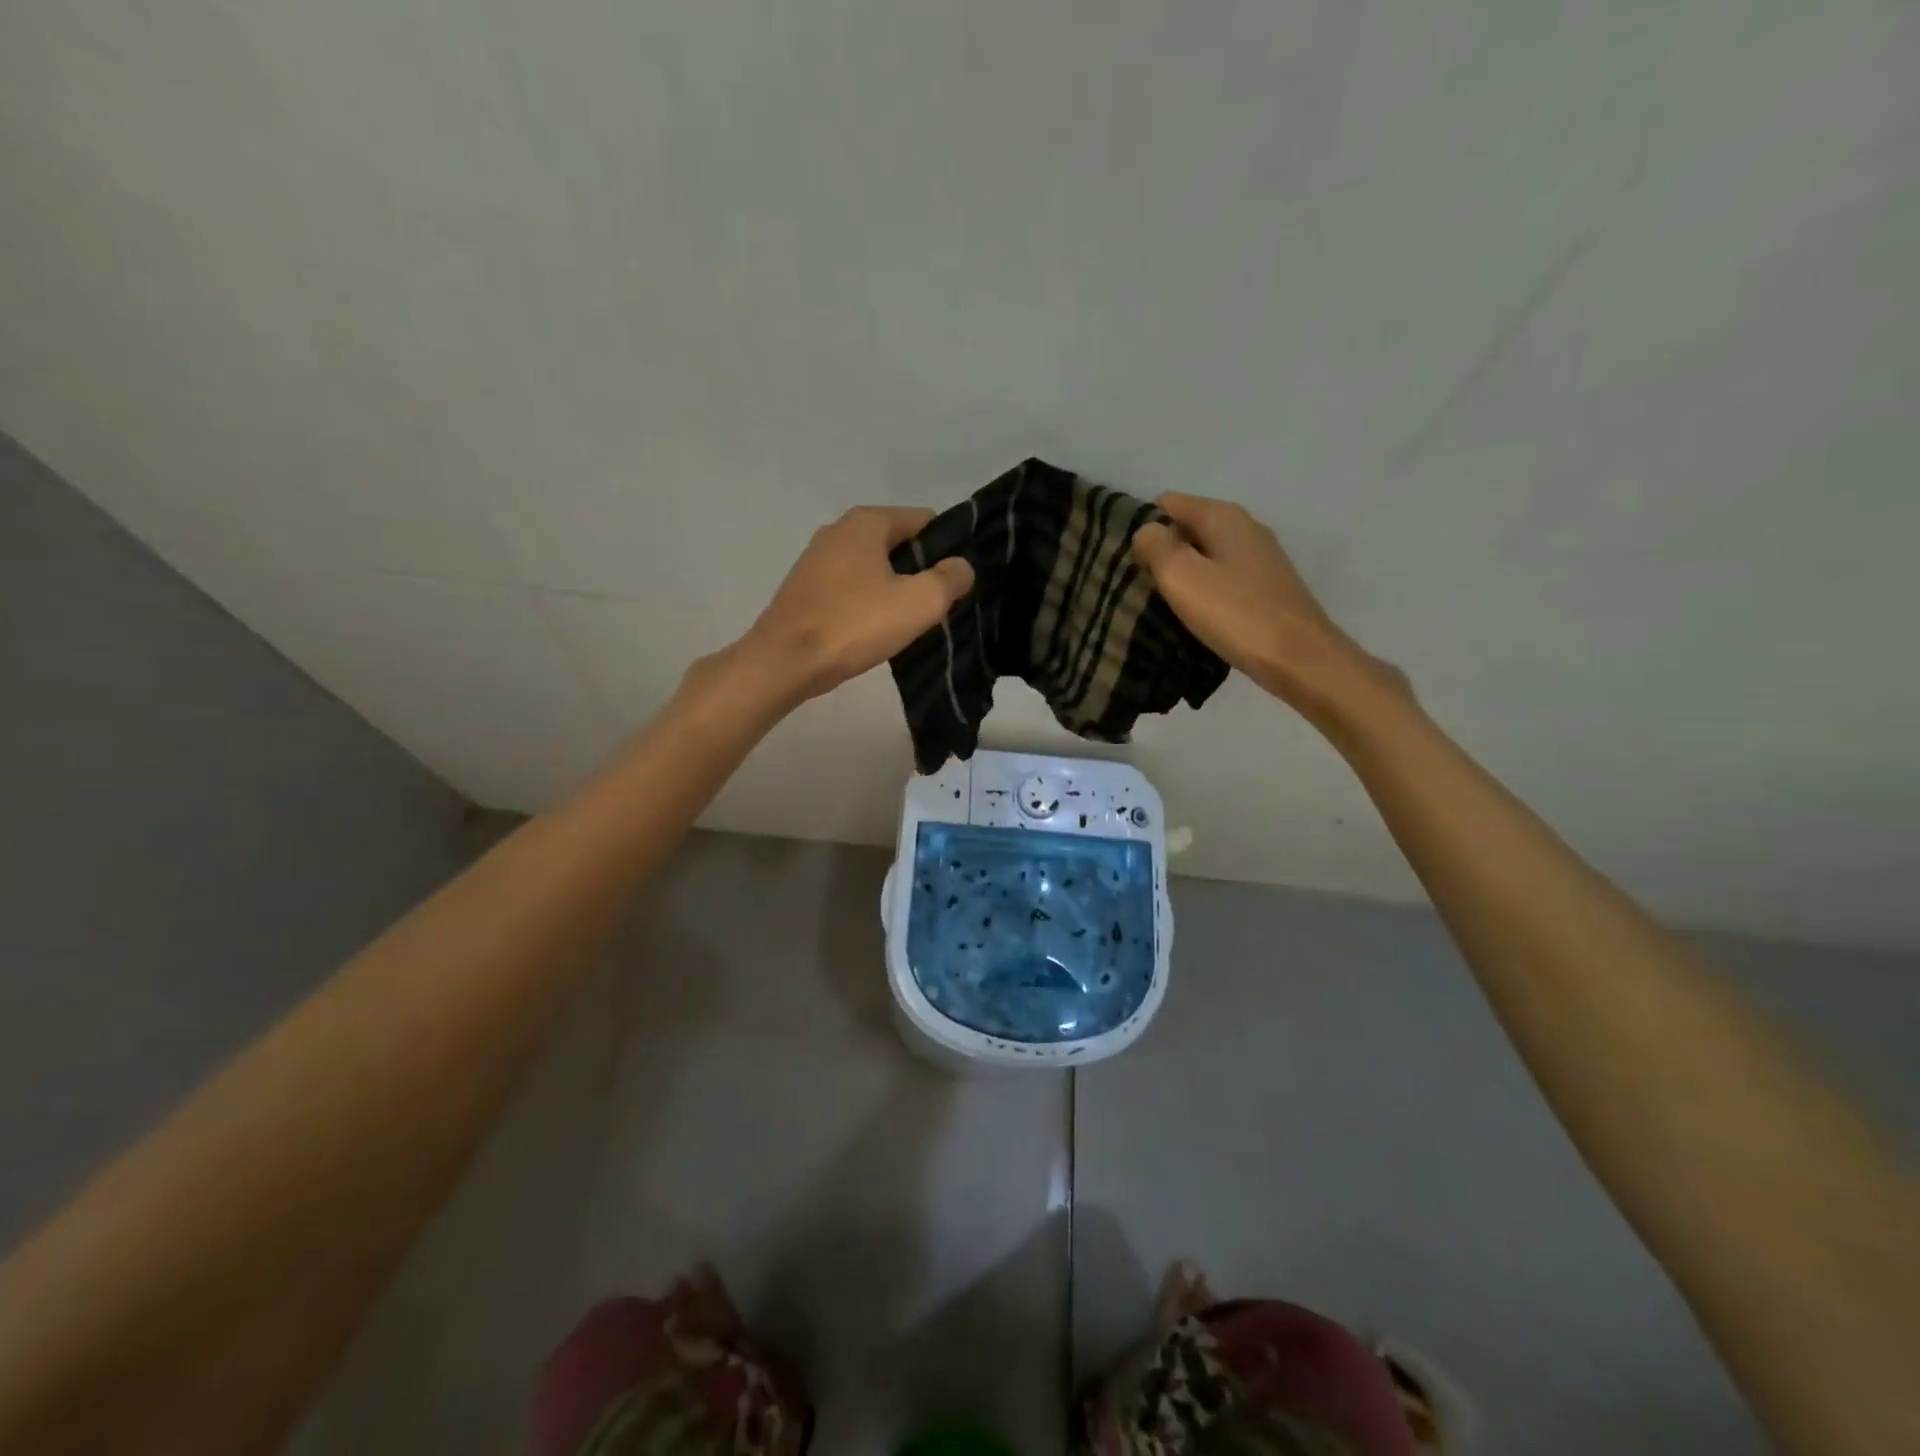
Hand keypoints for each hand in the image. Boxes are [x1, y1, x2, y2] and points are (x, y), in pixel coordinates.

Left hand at [740, 506, 973, 702]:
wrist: (784, 662)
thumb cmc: (855, 625)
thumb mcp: (919, 602)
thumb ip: (950, 579)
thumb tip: (961, 566)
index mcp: (867, 521)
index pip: (925, 521)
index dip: (947, 550)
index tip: (955, 584)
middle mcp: (839, 530)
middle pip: (899, 544)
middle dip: (920, 572)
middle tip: (936, 608)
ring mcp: (817, 559)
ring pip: (874, 568)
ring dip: (894, 590)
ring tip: (907, 624)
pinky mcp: (806, 588)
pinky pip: (851, 588)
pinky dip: (867, 604)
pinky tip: (874, 631)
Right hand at [1132, 493, 1406, 725]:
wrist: (1299, 658)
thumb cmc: (1235, 613)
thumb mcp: (1182, 576)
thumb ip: (1156, 546)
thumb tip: (1145, 531)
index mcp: (1223, 516)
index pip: (1166, 503)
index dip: (1141, 526)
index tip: (1122, 559)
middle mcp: (1244, 527)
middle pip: (1186, 528)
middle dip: (1160, 552)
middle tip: (1134, 585)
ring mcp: (1259, 558)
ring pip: (1203, 555)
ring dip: (1180, 575)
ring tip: (1157, 603)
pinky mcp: (1265, 588)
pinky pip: (1221, 578)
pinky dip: (1202, 591)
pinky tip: (1192, 616)